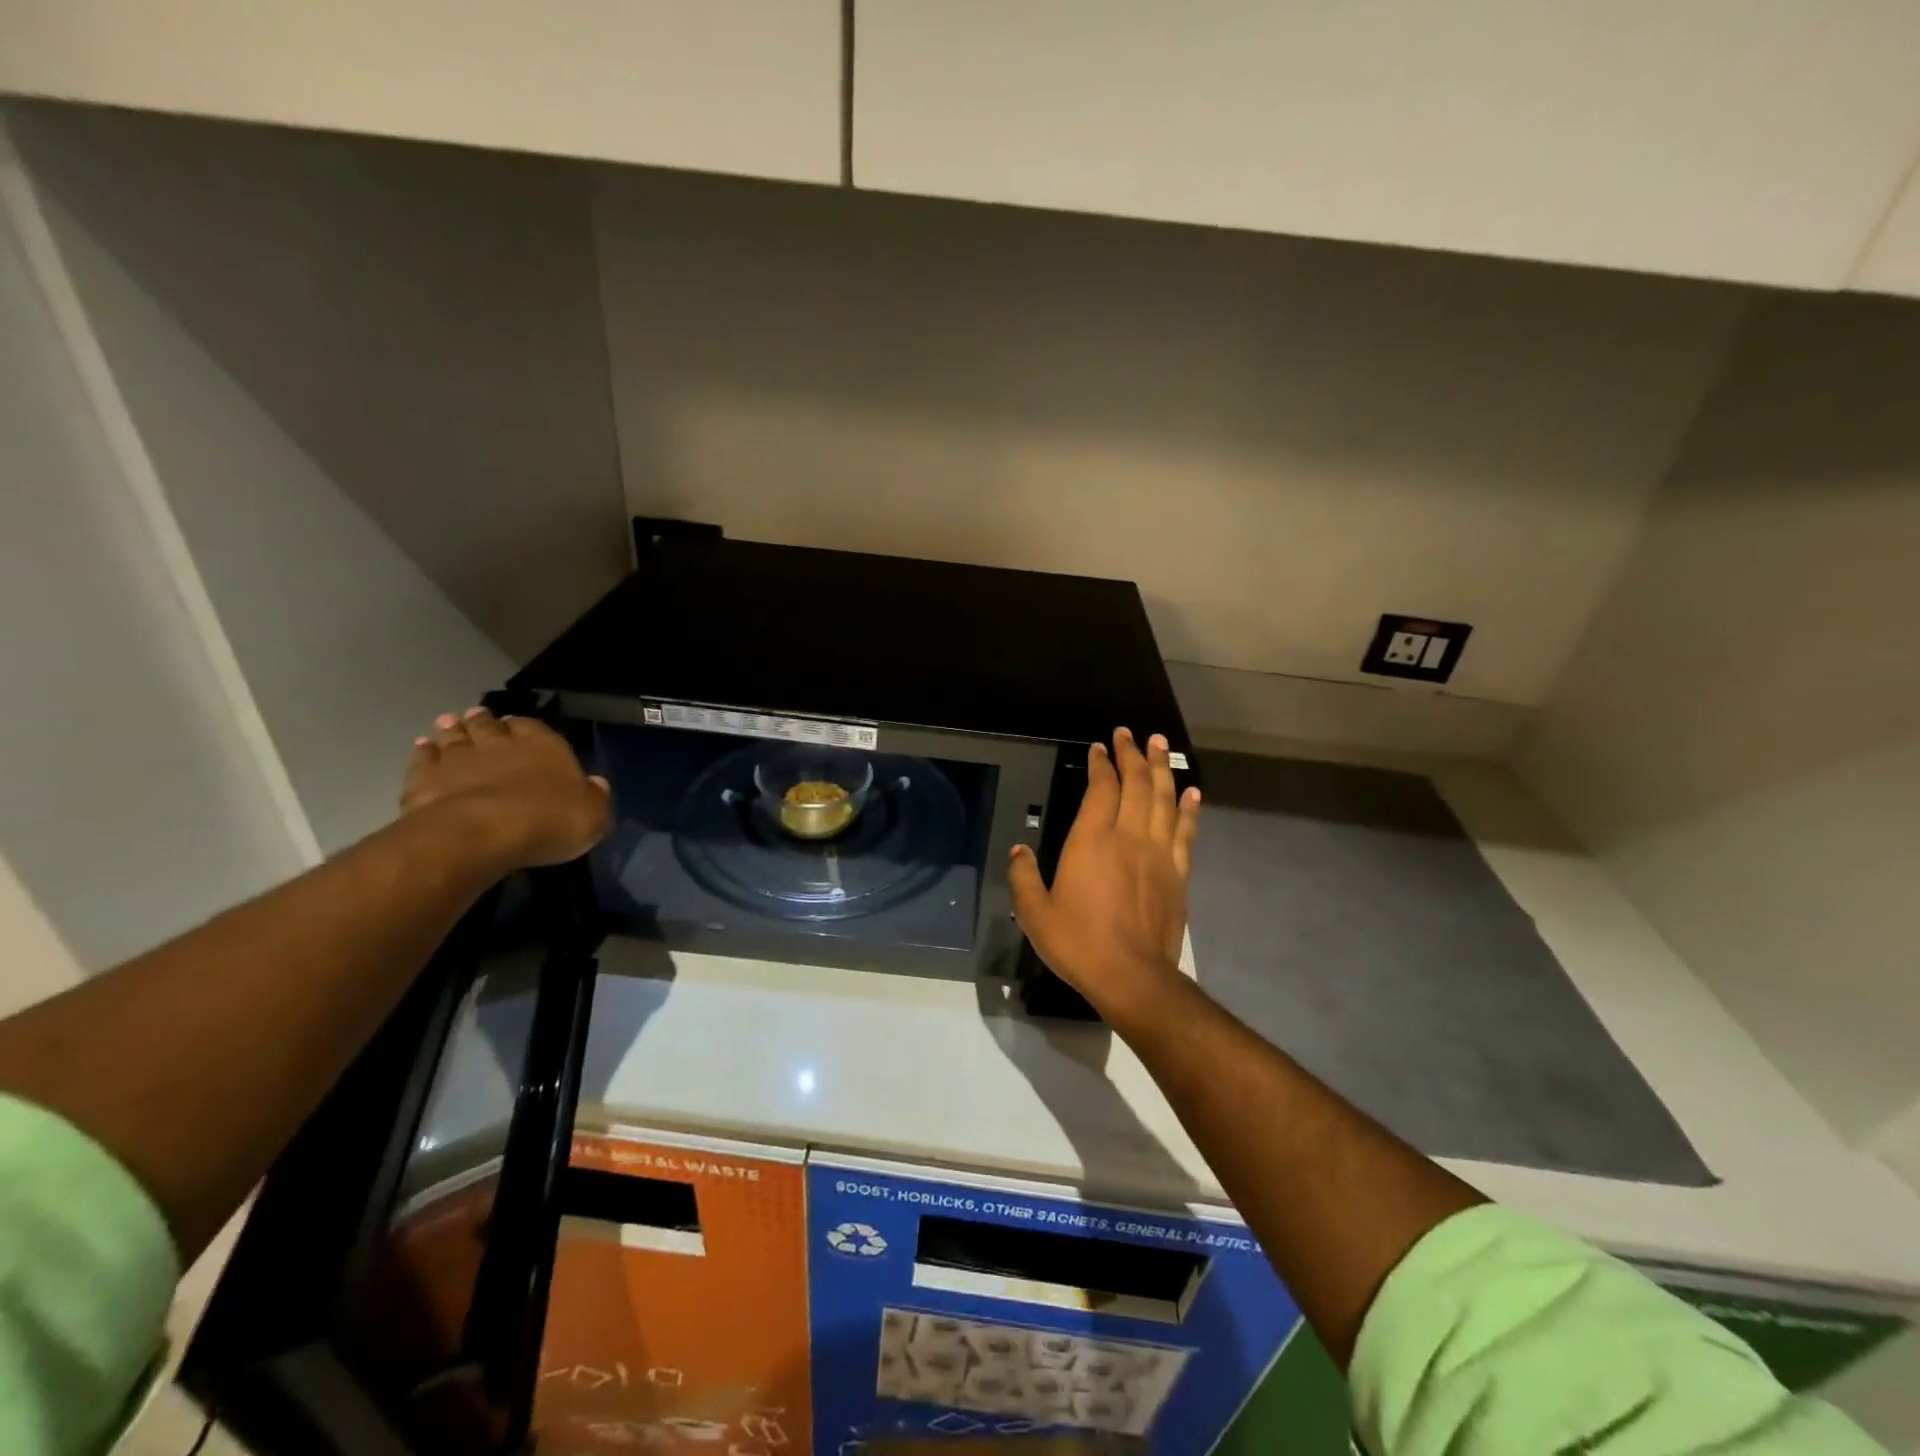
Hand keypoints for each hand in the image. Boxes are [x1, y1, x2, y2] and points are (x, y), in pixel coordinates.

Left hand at [401, 707, 610, 868]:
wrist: (482, 833)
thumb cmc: (549, 821)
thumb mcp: (593, 815)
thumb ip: (594, 797)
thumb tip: (596, 784)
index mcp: (544, 747)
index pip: (533, 727)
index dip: (523, 726)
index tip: (514, 724)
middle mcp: (500, 745)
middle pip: (488, 727)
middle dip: (483, 720)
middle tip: (476, 715)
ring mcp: (458, 760)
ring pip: (453, 737)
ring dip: (451, 730)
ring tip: (447, 723)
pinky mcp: (425, 780)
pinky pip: (423, 760)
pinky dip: (423, 752)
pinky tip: (422, 748)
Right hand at [1008, 727, 1200, 1012]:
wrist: (1132, 976)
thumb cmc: (1078, 942)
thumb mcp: (1034, 913)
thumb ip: (1023, 877)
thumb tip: (1019, 850)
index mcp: (1092, 840)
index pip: (1101, 789)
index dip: (1102, 764)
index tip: (1100, 747)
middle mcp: (1129, 836)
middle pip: (1136, 784)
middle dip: (1133, 755)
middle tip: (1131, 733)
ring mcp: (1159, 853)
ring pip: (1164, 799)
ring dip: (1162, 769)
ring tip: (1161, 745)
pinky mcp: (1178, 873)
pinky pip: (1186, 832)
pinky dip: (1189, 809)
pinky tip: (1192, 792)